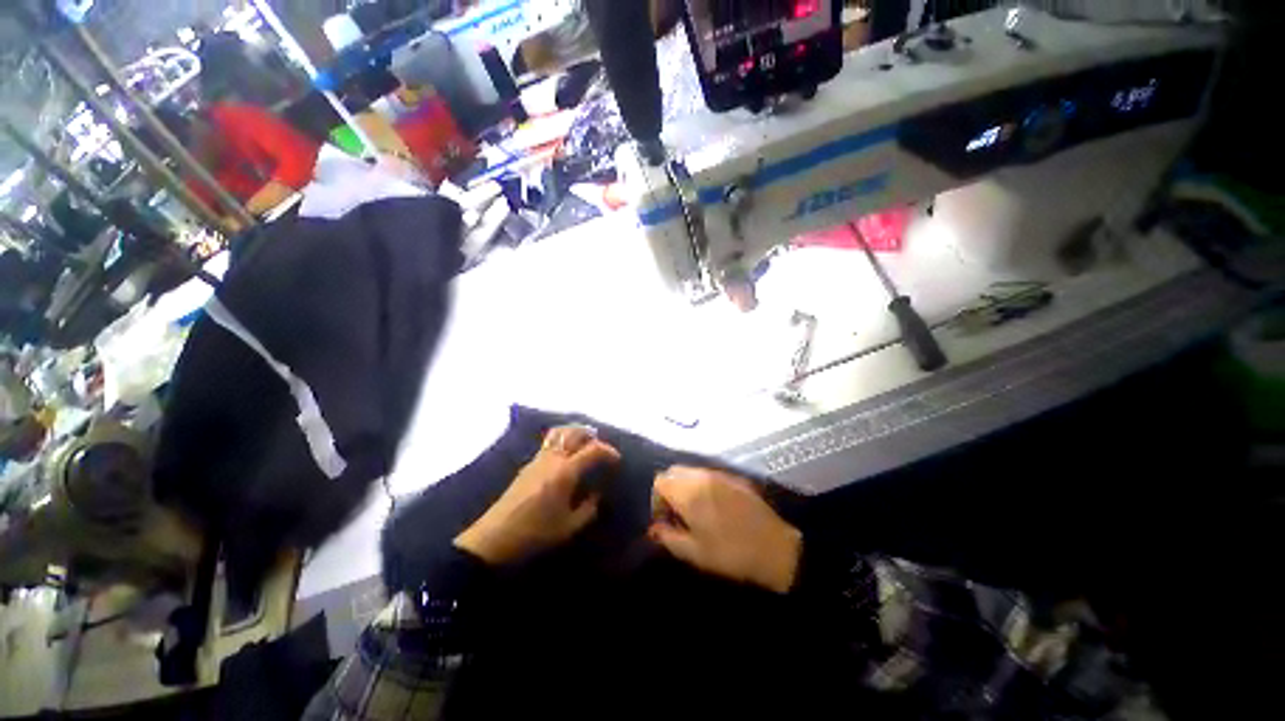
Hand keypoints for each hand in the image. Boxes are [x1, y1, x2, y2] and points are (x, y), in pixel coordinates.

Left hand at [454, 425, 619, 564]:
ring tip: (585, 443)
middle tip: (601, 447)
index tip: (617, 460)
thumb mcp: (568, 527)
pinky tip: (566, 456)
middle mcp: (552, 458)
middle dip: (591, 435)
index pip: (592, 450)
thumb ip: (588, 509)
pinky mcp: (528, 464)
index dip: (608, 451)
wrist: (494, 537)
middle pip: (574, 433)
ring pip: (559, 433)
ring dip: (575, 433)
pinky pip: (550, 442)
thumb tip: (596, 495)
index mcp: (565, 472)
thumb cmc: (535, 533)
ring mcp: (538, 458)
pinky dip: (563, 441)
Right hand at [649, 467, 801, 593]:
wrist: (775, 547)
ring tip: (695, 512)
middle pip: (674, 472)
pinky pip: (709, 474)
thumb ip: (668, 537)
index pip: (660, 481)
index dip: (656, 500)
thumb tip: (653, 528)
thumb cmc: (730, 553)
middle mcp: (702, 476)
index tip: (665, 520)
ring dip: (685, 486)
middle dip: (669, 490)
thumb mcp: (694, 552)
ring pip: (691, 471)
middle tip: (677, 515)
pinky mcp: (735, 477)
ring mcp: (720, 474)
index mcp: (689, 492)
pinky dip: (702, 485)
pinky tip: (714, 507)